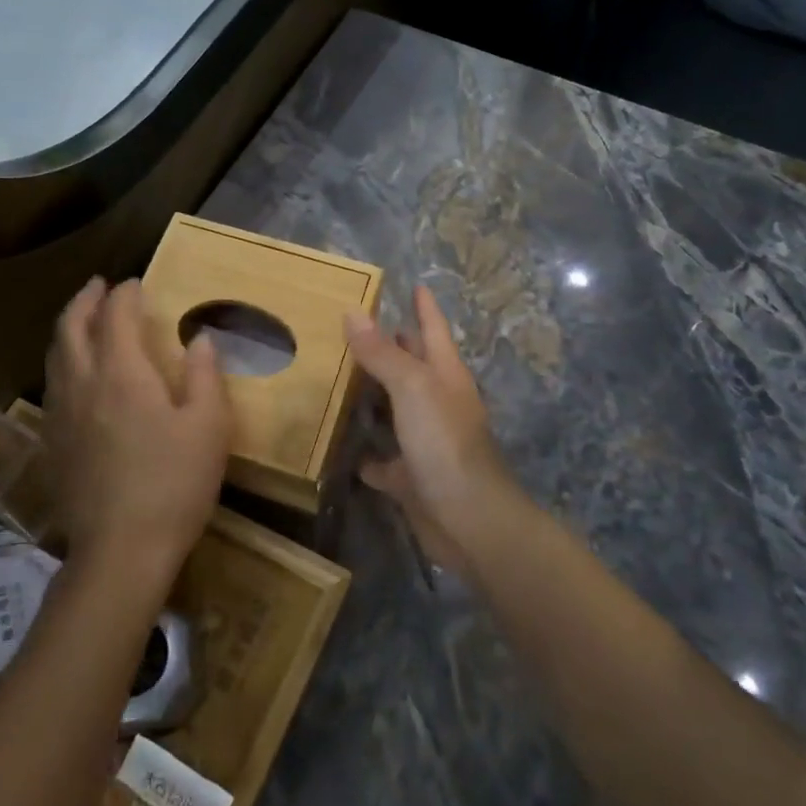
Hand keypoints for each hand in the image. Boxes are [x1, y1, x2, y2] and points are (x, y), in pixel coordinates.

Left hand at [44, 278, 231, 589]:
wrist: (121, 550)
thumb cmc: (174, 483)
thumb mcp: (208, 426)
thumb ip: (203, 375)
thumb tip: (200, 339)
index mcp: (121, 372)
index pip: (116, 315)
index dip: (125, 294)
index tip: (137, 283)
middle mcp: (82, 383)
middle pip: (70, 326)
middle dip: (85, 300)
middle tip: (99, 286)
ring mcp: (60, 414)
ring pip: (55, 355)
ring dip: (69, 328)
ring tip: (85, 321)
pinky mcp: (52, 443)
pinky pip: (52, 384)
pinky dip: (63, 362)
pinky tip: (78, 376)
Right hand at [344, 285, 529, 577]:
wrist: (470, 520)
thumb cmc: (446, 443)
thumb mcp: (412, 388)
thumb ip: (383, 353)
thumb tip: (353, 312)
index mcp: (445, 376)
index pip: (434, 330)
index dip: (425, 307)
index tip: (415, 284)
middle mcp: (438, 404)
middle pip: (413, 367)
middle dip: (392, 346)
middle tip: (355, 327)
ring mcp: (426, 442)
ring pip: (395, 411)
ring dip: (373, 398)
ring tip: (336, 379)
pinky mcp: (411, 478)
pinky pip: (382, 461)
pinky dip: (365, 455)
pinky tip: (340, 447)